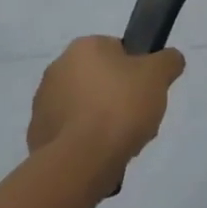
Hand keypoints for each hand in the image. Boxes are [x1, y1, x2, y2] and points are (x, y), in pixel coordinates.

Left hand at [30, 37, 185, 178]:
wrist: (81, 160)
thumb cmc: (121, 106)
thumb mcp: (159, 74)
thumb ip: (169, 60)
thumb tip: (169, 60)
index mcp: (84, 47)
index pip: (119, 51)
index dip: (138, 71)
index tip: (148, 91)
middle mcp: (57, 68)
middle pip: (102, 79)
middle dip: (121, 97)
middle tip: (139, 117)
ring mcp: (43, 103)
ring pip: (87, 107)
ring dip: (103, 120)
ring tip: (123, 142)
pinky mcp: (37, 135)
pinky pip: (72, 132)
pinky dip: (86, 140)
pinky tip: (102, 154)